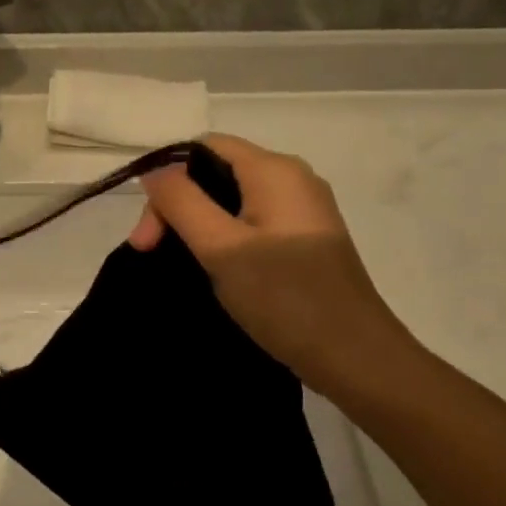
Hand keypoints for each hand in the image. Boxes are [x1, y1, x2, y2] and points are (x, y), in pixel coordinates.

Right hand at [128, 134, 415, 397]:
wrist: (357, 359)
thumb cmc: (285, 298)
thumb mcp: (221, 247)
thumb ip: (181, 202)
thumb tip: (155, 170)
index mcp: (274, 169)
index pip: (204, 146)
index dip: (168, 177)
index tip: (148, 230)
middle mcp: (292, 178)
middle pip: (216, 172)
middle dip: (178, 206)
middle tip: (149, 252)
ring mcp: (303, 210)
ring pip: (232, 199)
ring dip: (197, 224)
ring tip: (176, 262)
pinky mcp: (306, 239)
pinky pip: (252, 221)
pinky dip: (224, 237)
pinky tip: (212, 267)